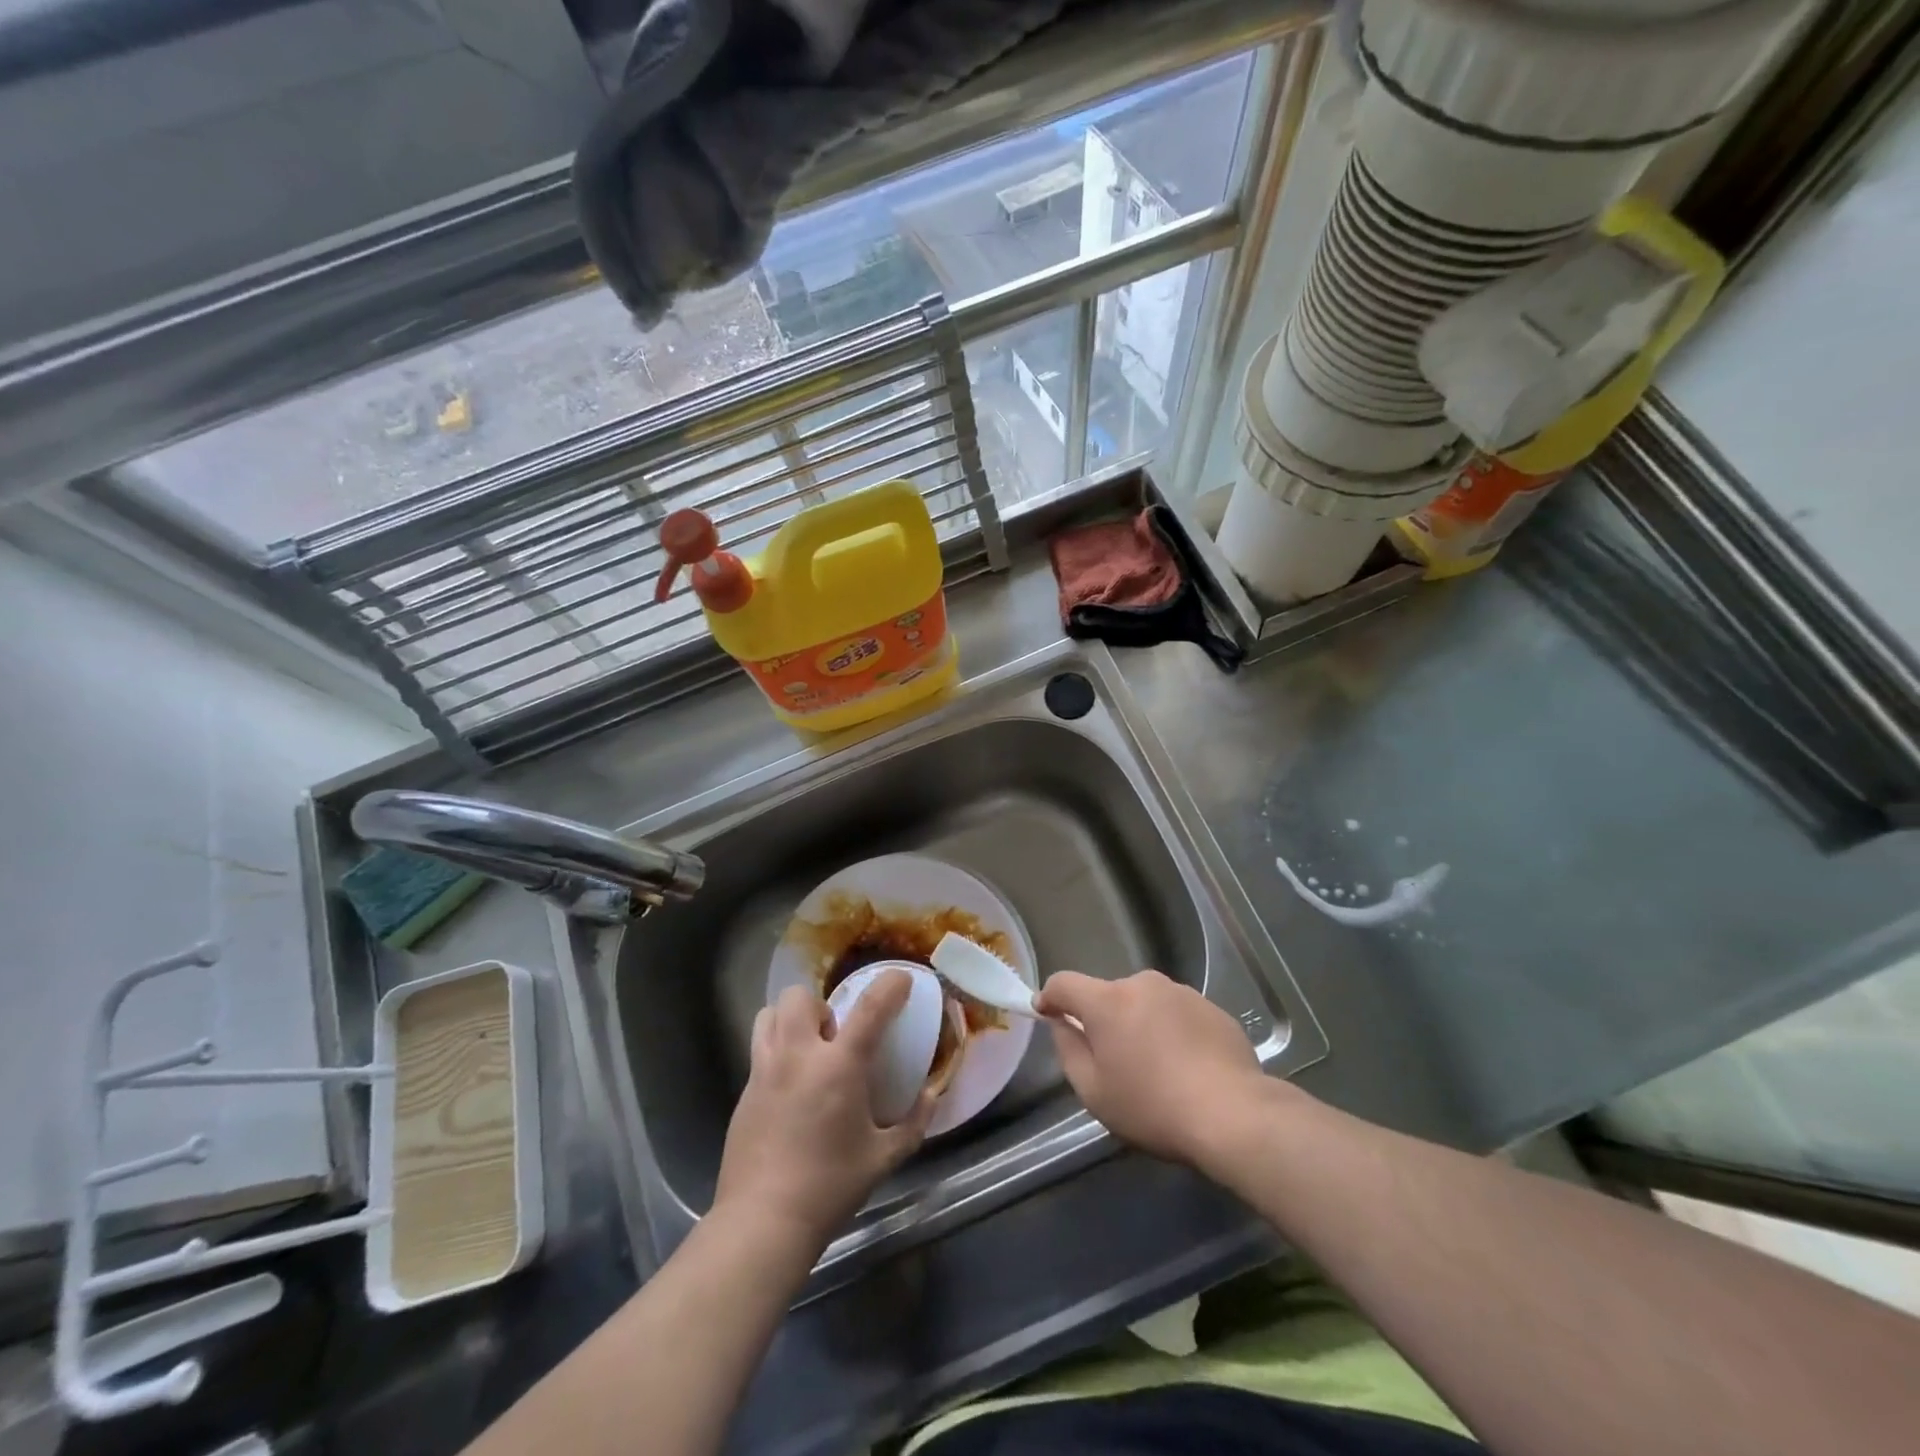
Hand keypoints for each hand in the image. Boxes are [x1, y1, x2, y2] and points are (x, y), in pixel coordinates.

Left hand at [714, 972, 934, 1254]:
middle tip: (834, 1037)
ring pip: (769, 1014)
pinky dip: (776, 1051)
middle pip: (800, 997)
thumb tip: (931, 1097)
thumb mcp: (883, 1158)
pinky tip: (788, 1088)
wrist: (762, 1221)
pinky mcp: (744, 1091)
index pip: (870, 1008)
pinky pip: (758, 1049)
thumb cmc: (829, 1187)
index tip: (901, 979)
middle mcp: (798, 1056)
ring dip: (790, 1020)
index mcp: (839, 1066)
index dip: (890, 985)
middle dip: (821, 1006)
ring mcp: (764, 1071)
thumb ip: (913, 1124)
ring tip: (806, 1050)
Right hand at [1035, 970, 1270, 1166]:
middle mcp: (1142, 984)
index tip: (1047, 1014)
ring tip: (1156, 1067)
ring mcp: (1181, 992)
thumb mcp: (1093, 1091)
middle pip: (1109, 995)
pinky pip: (1177, 1014)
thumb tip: (1061, 1024)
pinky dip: (1172, 1032)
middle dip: (1104, 1020)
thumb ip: (1068, 1050)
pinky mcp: (1212, 1007)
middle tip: (1114, 1061)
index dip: (1050, 996)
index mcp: (1107, 1000)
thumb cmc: (1152, 1106)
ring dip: (1140, 1024)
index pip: (1064, 983)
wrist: (1233, 1114)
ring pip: (1145, 1003)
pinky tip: (1187, 1067)